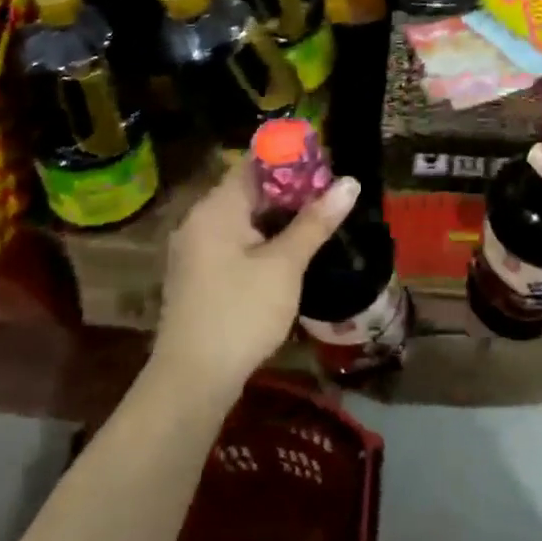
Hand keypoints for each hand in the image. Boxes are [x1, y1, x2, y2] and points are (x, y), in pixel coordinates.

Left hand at [154, 158, 361, 392]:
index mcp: (216, 209)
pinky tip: (291, 252)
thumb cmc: (240, 313)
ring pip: (244, 217)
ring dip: (280, 216)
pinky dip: (263, 238)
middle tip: (331, 193)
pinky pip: (235, 240)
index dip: (290, 158)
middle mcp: (200, 221)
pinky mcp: (199, 275)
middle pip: (249, 189)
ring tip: (320, 219)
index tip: (326, 163)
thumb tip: (350, 183)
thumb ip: (315, 222)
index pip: (254, 163)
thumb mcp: (285, 265)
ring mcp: (196, 250)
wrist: (192, 382)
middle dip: (291, 189)